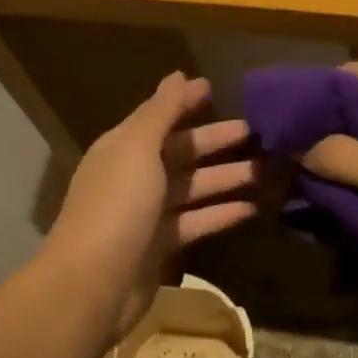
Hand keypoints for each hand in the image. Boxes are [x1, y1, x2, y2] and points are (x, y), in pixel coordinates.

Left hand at [46, 72, 258, 343]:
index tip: (215, 89)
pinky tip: (252, 208)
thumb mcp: (138, 148)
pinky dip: (221, 213)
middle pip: (180, 152)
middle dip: (214, 141)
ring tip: (263, 170)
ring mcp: (146, 213)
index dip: (185, 102)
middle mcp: (133, 176)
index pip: (159, 117)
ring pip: (192, 188)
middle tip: (254, 132)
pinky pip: (196, 222)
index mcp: (122, 148)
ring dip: (224, 178)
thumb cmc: (117, 205)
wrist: (94, 282)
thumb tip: (177, 75)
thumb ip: (161, 111)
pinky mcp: (160, 246)